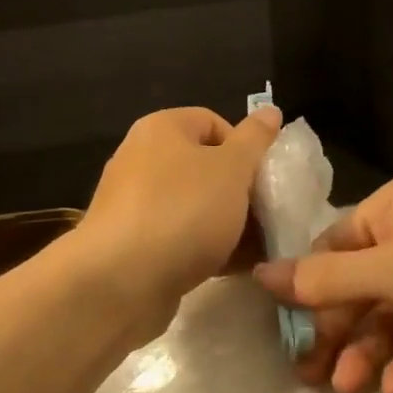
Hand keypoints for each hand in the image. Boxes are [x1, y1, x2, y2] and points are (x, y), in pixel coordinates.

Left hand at [80, 105, 282, 322]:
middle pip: (204, 167)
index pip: (212, 122)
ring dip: (227, 224)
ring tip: (257, 248)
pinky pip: (178, 237)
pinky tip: (232, 268)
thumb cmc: (183, 212)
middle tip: (266, 216)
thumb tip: (270, 111)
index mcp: (161, 129)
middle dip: (239, 191)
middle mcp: (141, 159)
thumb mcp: (232, 169)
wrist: (121, 282)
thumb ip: (255, 140)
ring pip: (194, 206)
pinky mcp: (132, 244)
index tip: (263, 179)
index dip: (244, 147)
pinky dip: (205, 248)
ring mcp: (134, 204)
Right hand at [253, 169, 392, 392]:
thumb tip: (260, 275)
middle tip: (308, 375)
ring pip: (388, 324)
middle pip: (359, 291)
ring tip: (352, 389)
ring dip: (368, 355)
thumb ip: (329, 278)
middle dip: (337, 333)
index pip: (335, 246)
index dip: (308, 287)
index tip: (283, 329)